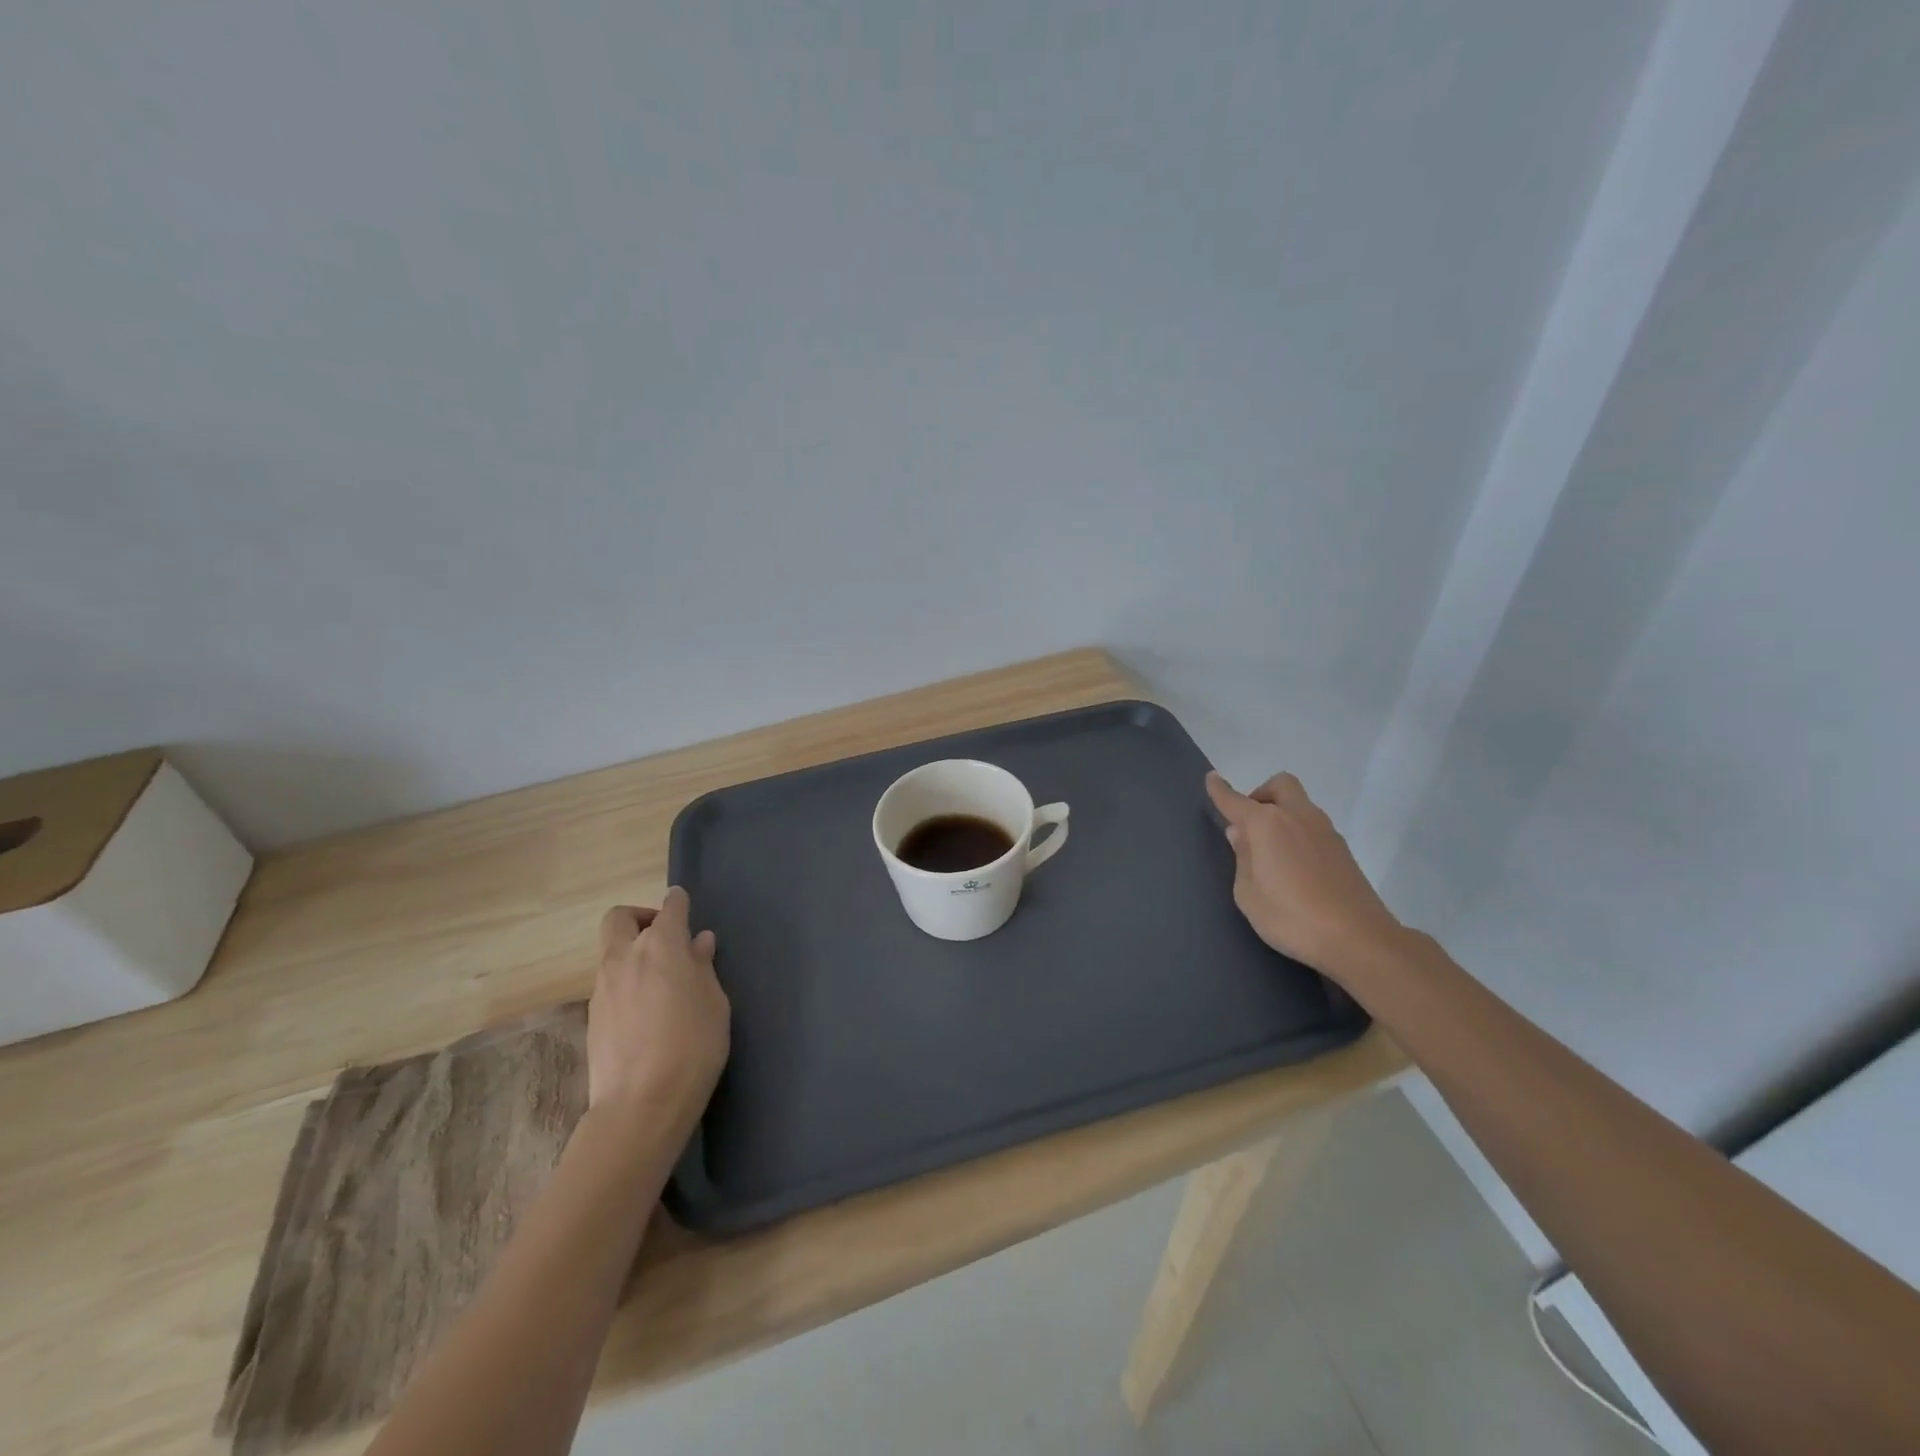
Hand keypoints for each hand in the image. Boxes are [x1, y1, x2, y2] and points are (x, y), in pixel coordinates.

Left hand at [590, 887, 730, 1129]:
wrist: (640, 1105)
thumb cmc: (693, 1046)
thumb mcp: (715, 1003)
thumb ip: (703, 968)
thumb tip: (698, 943)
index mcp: (662, 946)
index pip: (669, 908)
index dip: (678, 903)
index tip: (685, 904)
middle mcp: (626, 957)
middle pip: (620, 918)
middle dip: (640, 917)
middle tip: (664, 937)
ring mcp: (603, 987)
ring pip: (612, 952)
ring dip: (632, 953)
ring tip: (660, 980)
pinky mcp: (592, 1016)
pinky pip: (609, 983)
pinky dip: (626, 982)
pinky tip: (646, 1010)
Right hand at [1205, 771, 1404, 980]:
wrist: (1358, 939)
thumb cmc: (1290, 917)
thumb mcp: (1248, 894)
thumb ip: (1242, 858)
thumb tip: (1241, 834)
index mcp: (1267, 824)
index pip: (1236, 800)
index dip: (1220, 790)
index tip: (1211, 778)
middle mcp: (1298, 817)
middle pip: (1280, 786)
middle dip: (1261, 794)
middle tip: (1249, 822)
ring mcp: (1325, 832)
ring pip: (1300, 805)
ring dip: (1282, 814)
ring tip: (1269, 850)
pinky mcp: (1343, 851)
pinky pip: (1313, 827)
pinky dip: (1298, 832)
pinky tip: (1293, 865)